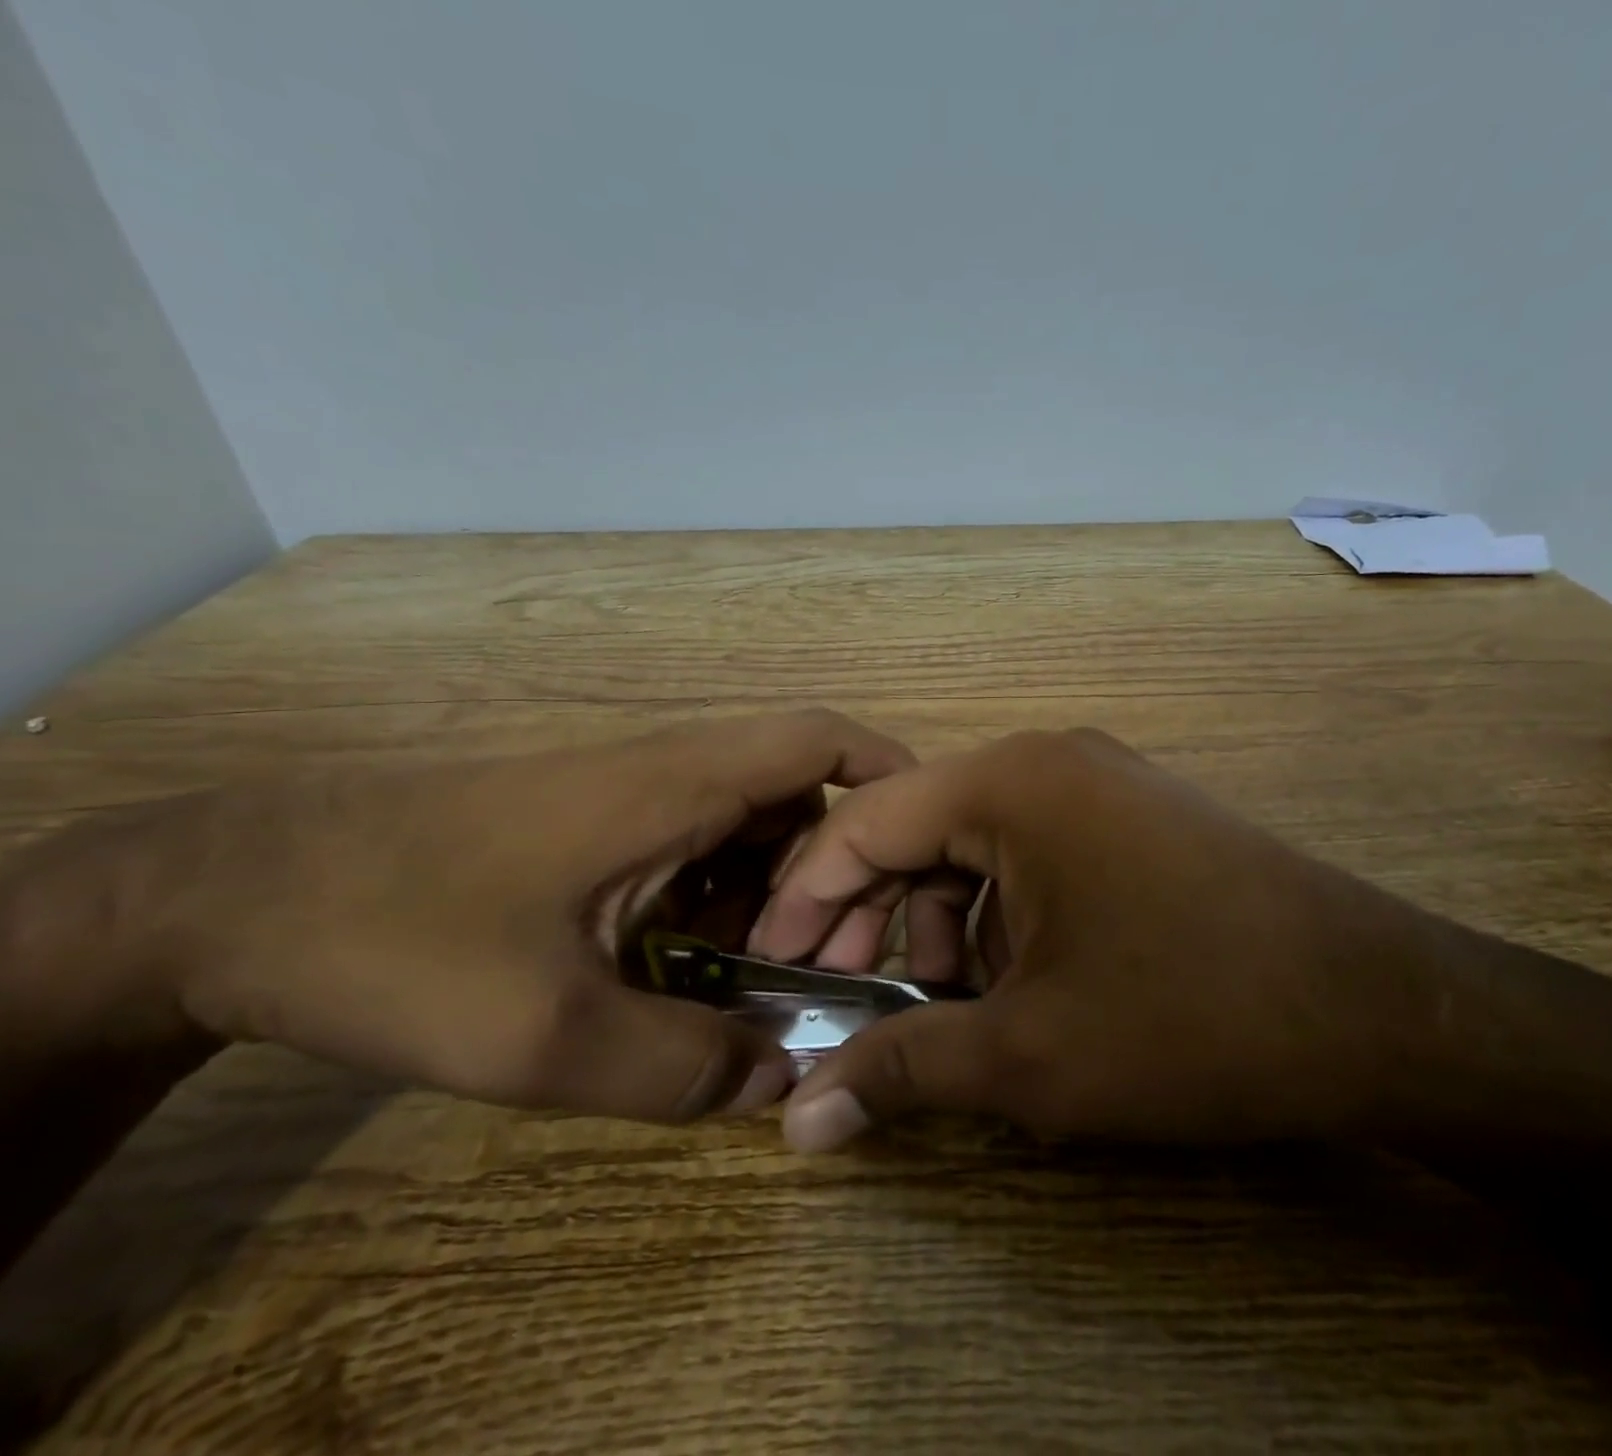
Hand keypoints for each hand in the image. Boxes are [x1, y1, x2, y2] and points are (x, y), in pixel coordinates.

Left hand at [15, 710, 912, 1121]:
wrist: (237, 893)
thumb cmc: (401, 937)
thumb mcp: (544, 1034)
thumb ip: (679, 1068)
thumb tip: (779, 1085)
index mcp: (684, 783)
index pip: (824, 743)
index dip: (891, 777)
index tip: (927, 852)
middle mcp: (674, 774)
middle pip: (801, 799)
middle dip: (838, 877)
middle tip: (833, 970)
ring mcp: (635, 799)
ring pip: (751, 832)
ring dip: (777, 899)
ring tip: (766, 987)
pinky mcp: (601, 827)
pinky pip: (701, 853)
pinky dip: (725, 906)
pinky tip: (693, 975)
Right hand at [750, 728, 1453, 1151]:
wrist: (1382, 1009)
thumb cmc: (1191, 1017)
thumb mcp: (1031, 1054)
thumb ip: (903, 1071)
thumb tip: (799, 1124)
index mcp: (1010, 782)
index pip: (865, 821)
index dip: (804, 897)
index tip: (769, 965)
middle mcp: (1048, 762)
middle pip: (918, 830)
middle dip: (871, 916)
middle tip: (842, 998)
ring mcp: (1098, 784)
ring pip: (975, 847)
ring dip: (938, 923)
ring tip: (937, 1006)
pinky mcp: (1133, 819)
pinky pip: (1031, 855)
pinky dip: (998, 915)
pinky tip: (1007, 983)